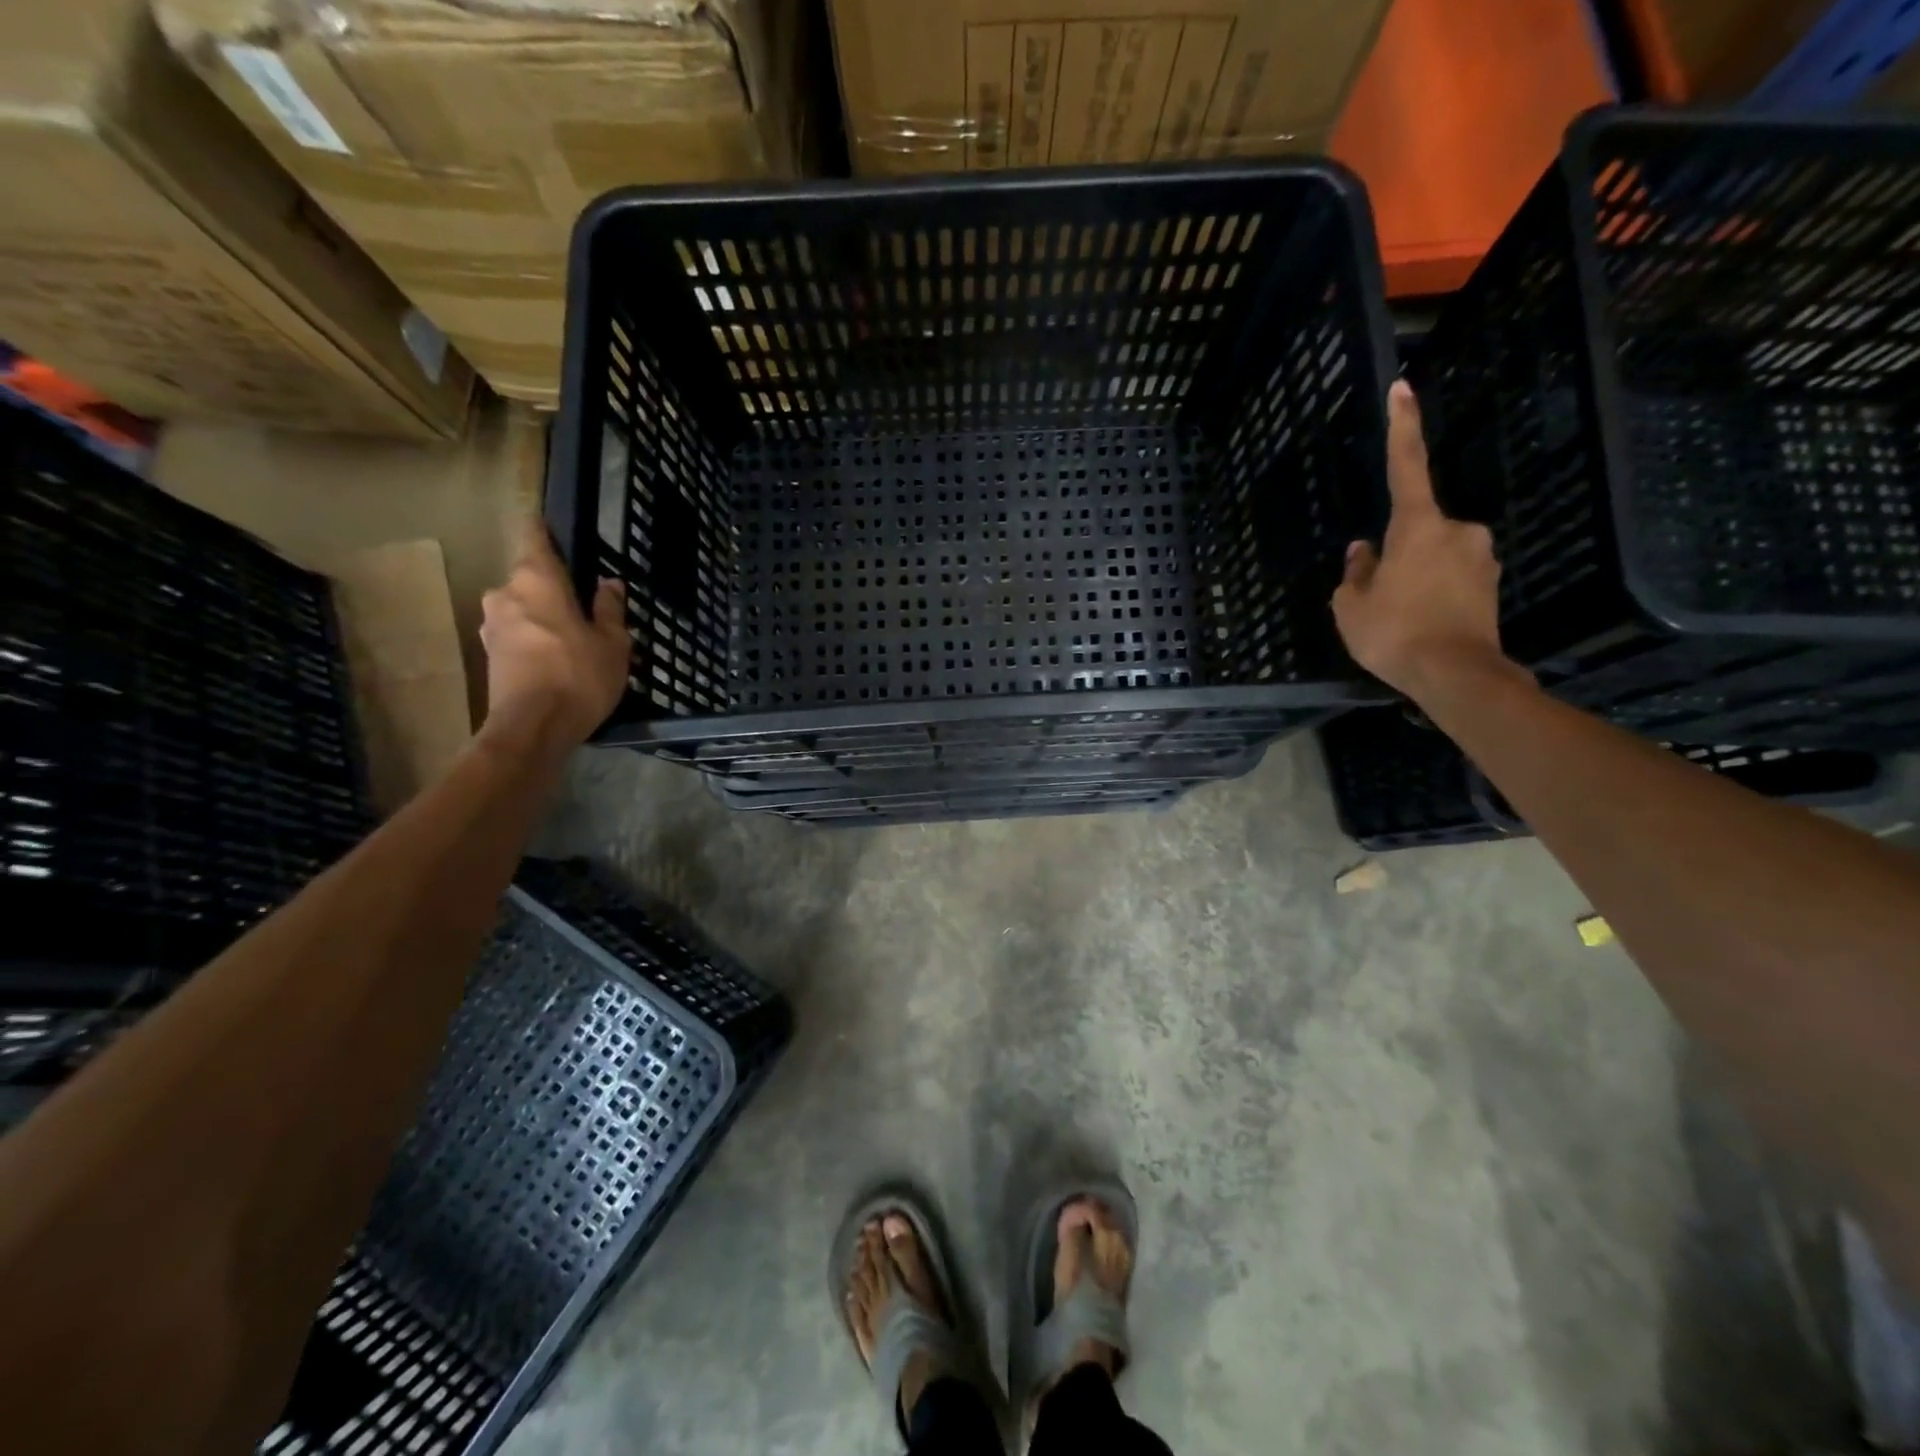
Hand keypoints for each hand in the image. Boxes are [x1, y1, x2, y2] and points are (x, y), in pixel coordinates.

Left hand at [478, 521, 630, 751]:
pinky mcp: (489, 654)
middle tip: (585, 606)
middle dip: (554, 588)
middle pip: (530, 578)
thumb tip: (608, 583)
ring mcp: (491, 625)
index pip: (535, 537)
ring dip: (544, 616)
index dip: (544, 529)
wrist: (532, 729)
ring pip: (523, 608)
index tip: (555, 526)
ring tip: (574, 637)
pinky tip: (557, 659)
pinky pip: (517, 634)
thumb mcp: (612, 643)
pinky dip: (535, 639)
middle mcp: (505, 593)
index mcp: (537, 580)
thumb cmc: (579, 676)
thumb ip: (609, 609)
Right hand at [1332, 381, 1528, 702]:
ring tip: (1398, 618)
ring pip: (1433, 556)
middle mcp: (1457, 530)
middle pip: (1416, 529)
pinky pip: (1451, 577)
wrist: (1456, 675)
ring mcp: (1480, 557)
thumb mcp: (1351, 605)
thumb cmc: (1394, 633)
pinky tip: (1421, 624)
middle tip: (1379, 595)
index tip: (1403, 388)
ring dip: (1414, 576)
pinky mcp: (1491, 584)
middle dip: (1396, 553)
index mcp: (1418, 526)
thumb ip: (1356, 572)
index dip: (1403, 427)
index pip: (1407, 466)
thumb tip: (1364, 552)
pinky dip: (1433, 593)